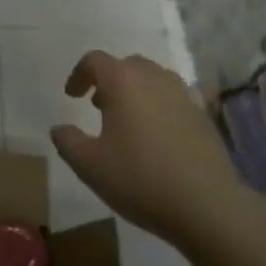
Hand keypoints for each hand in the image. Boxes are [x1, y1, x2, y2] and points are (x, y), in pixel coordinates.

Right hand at [51, 52, 245, 245]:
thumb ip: (67, 142)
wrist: (205, 204)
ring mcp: (183, 95)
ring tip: (126, 121)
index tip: (71, 96)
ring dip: (135, 92)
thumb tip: (60, 129)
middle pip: (127, 65)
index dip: (78, 75)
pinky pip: (172, 99)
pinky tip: (154, 139)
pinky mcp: (202, 115)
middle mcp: (154, 78)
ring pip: (153, 80)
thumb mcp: (89, 165)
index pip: (95, 61)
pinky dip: (157, 107)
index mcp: (123, 81)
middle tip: (97, 106)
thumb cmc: (139, 178)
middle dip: (108, 80)